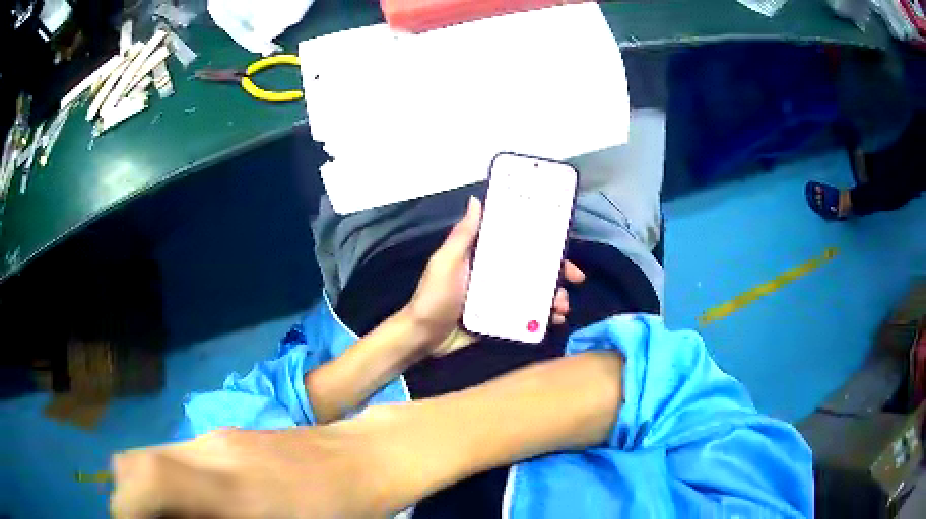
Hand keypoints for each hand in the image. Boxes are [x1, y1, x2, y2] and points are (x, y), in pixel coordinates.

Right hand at [110, 426, 395, 518]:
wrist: (367, 458)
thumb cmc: (342, 512)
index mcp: (231, 488)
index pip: (148, 476)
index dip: (126, 502)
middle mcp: (211, 451)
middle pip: (139, 462)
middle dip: (133, 500)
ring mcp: (217, 435)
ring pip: (155, 457)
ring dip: (150, 490)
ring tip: (172, 518)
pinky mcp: (227, 433)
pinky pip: (178, 456)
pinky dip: (170, 482)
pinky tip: (197, 504)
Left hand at [405, 196, 585, 354]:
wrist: (423, 338)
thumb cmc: (433, 297)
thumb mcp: (446, 263)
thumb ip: (462, 236)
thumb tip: (476, 199)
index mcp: (484, 256)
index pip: (519, 244)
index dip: (542, 243)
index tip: (563, 246)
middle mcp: (495, 274)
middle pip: (533, 269)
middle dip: (557, 274)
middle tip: (574, 281)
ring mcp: (500, 298)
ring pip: (535, 293)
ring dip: (553, 297)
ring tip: (562, 308)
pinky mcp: (501, 319)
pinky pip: (527, 316)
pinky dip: (542, 318)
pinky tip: (553, 322)